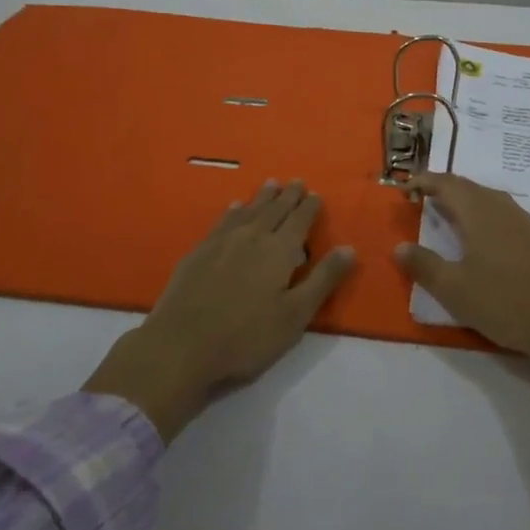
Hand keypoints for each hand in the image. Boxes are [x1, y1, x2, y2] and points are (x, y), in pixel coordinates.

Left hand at [83, 180, 355, 439]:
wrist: (181, 347)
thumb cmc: (246, 337)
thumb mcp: (295, 316)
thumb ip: (322, 279)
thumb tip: (349, 248)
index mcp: (279, 250)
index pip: (300, 220)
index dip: (310, 206)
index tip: (316, 194)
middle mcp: (252, 237)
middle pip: (274, 209)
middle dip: (288, 195)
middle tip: (297, 181)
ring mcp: (222, 242)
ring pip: (249, 210)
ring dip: (262, 197)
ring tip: (271, 184)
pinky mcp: (199, 252)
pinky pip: (223, 221)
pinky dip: (234, 210)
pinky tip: (235, 207)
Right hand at [399, 172, 529, 514]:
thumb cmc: (502, 301)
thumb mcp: (453, 288)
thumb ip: (424, 265)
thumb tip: (399, 247)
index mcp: (478, 211)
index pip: (447, 184)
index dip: (425, 182)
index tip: (406, 187)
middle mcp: (501, 207)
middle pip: (468, 187)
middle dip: (443, 188)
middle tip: (423, 197)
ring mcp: (523, 222)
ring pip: (487, 199)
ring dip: (465, 200)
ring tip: (448, 213)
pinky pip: (502, 213)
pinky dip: (483, 214)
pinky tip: (482, 235)